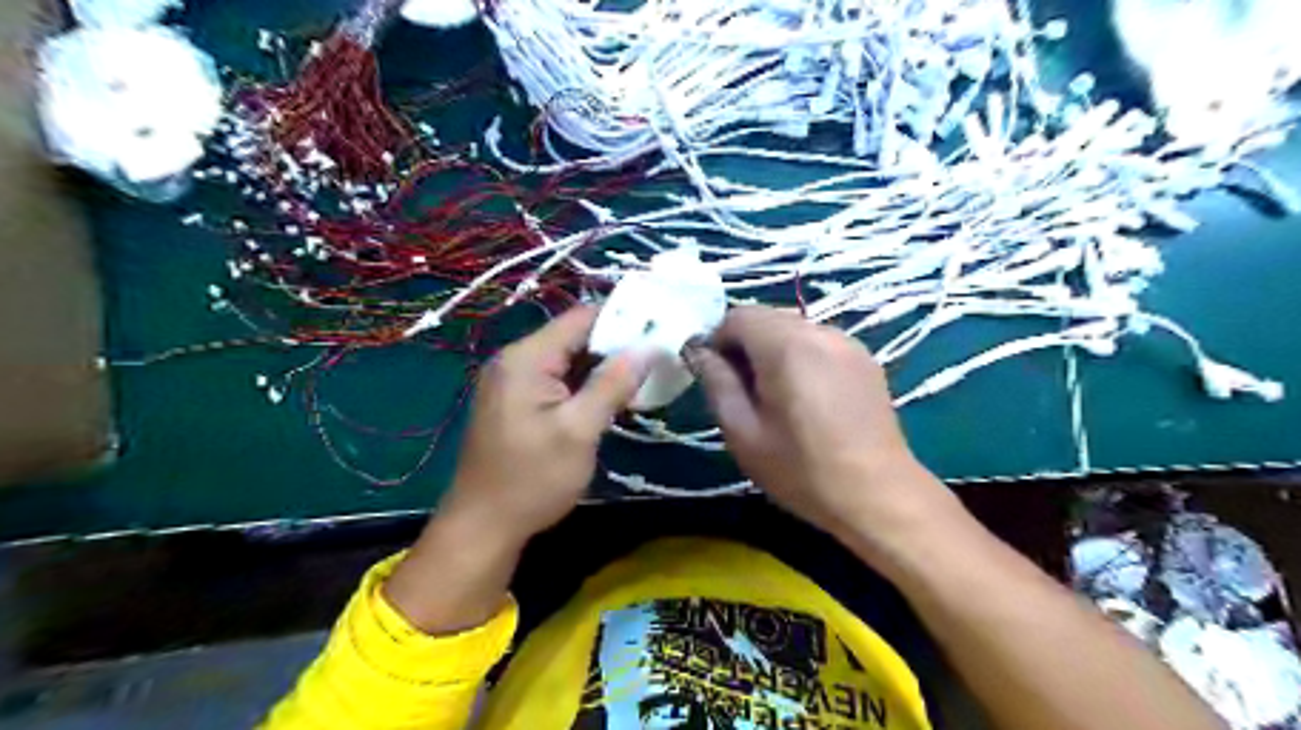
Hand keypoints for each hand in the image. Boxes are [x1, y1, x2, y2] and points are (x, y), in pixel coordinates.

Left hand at [439, 306, 646, 548]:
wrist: (483, 527)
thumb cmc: (532, 479)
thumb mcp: (579, 431)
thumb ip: (612, 384)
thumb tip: (648, 347)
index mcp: (526, 358)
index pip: (581, 318)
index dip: (622, 321)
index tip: (659, 334)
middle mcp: (515, 360)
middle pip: (574, 337)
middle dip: (615, 347)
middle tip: (657, 360)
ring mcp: (512, 381)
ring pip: (567, 361)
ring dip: (602, 369)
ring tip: (643, 379)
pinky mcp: (516, 402)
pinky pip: (556, 381)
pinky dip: (584, 386)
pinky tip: (611, 399)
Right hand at [691, 308, 951, 546]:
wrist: (879, 495)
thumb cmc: (802, 470)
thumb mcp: (743, 433)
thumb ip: (717, 383)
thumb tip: (699, 352)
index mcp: (786, 346)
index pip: (738, 315)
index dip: (718, 340)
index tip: (718, 377)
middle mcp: (819, 331)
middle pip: (767, 317)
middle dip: (746, 345)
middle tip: (745, 391)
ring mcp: (848, 342)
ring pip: (794, 328)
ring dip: (774, 350)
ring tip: (777, 396)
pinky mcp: (866, 358)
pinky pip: (819, 342)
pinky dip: (801, 356)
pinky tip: (808, 397)